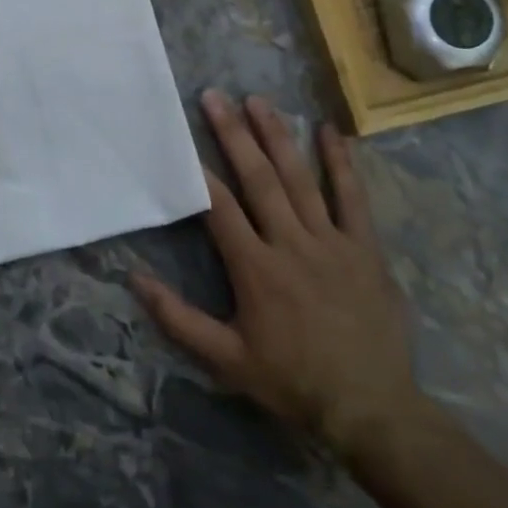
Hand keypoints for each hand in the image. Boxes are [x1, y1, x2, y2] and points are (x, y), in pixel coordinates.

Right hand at [132, 91, 421, 460]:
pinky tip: (329, 131)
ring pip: (300, 179)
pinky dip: (341, 164)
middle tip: (215, 96)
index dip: (198, 171)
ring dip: (278, 137)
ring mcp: (333, 243)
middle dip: (234, 134)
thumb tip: (134, 279)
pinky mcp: (366, 249)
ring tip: (258, 100)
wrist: (372, 411)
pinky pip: (353, 199)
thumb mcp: (226, 360)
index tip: (182, 138)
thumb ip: (178, 319)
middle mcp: (292, 244)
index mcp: (256, 269)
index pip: (220, 208)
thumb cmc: (292, 382)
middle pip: (259, 179)